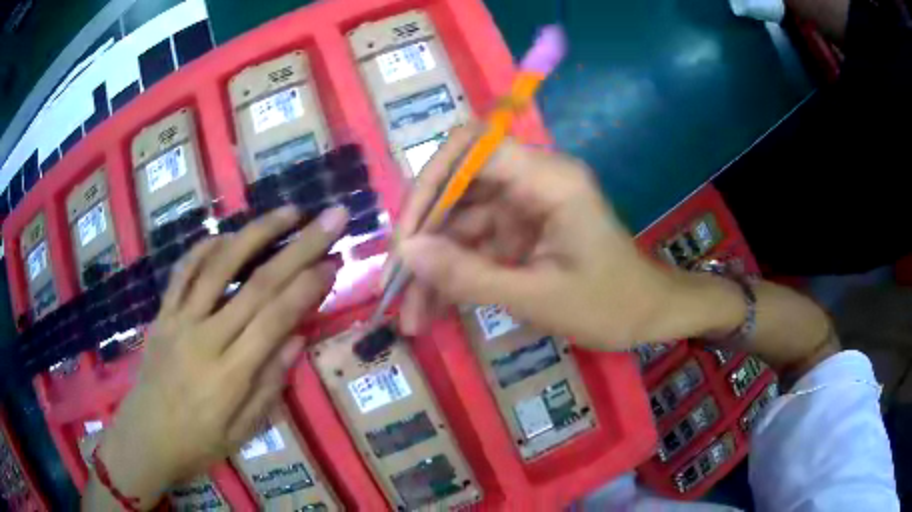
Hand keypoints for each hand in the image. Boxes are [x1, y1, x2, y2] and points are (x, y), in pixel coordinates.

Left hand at [92, 205, 348, 507]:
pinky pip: (183, 272)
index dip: (307, 287)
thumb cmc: (198, 444)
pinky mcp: (162, 314)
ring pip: (219, 266)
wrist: (145, 438)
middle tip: (330, 218)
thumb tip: (297, 339)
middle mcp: (205, 339)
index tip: (333, 261)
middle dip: (298, 248)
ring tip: (287, 212)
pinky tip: (228, 234)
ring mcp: (179, 321)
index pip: (274, 319)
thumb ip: (269, 386)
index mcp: (230, 375)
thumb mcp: (242, 432)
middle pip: (256, 284)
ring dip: (255, 233)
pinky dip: (206, 248)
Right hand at [394, 127, 682, 348]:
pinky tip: (434, 310)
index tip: (407, 238)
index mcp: (549, 178)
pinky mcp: (522, 227)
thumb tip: (407, 253)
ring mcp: (526, 204)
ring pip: (462, 222)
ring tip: (412, 315)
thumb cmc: (608, 305)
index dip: (431, 184)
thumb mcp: (536, 297)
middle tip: (395, 286)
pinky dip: (456, 274)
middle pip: (459, 188)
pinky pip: (477, 242)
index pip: (473, 148)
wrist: (648, 315)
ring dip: (434, 266)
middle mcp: (534, 179)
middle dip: (424, 238)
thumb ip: (469, 275)